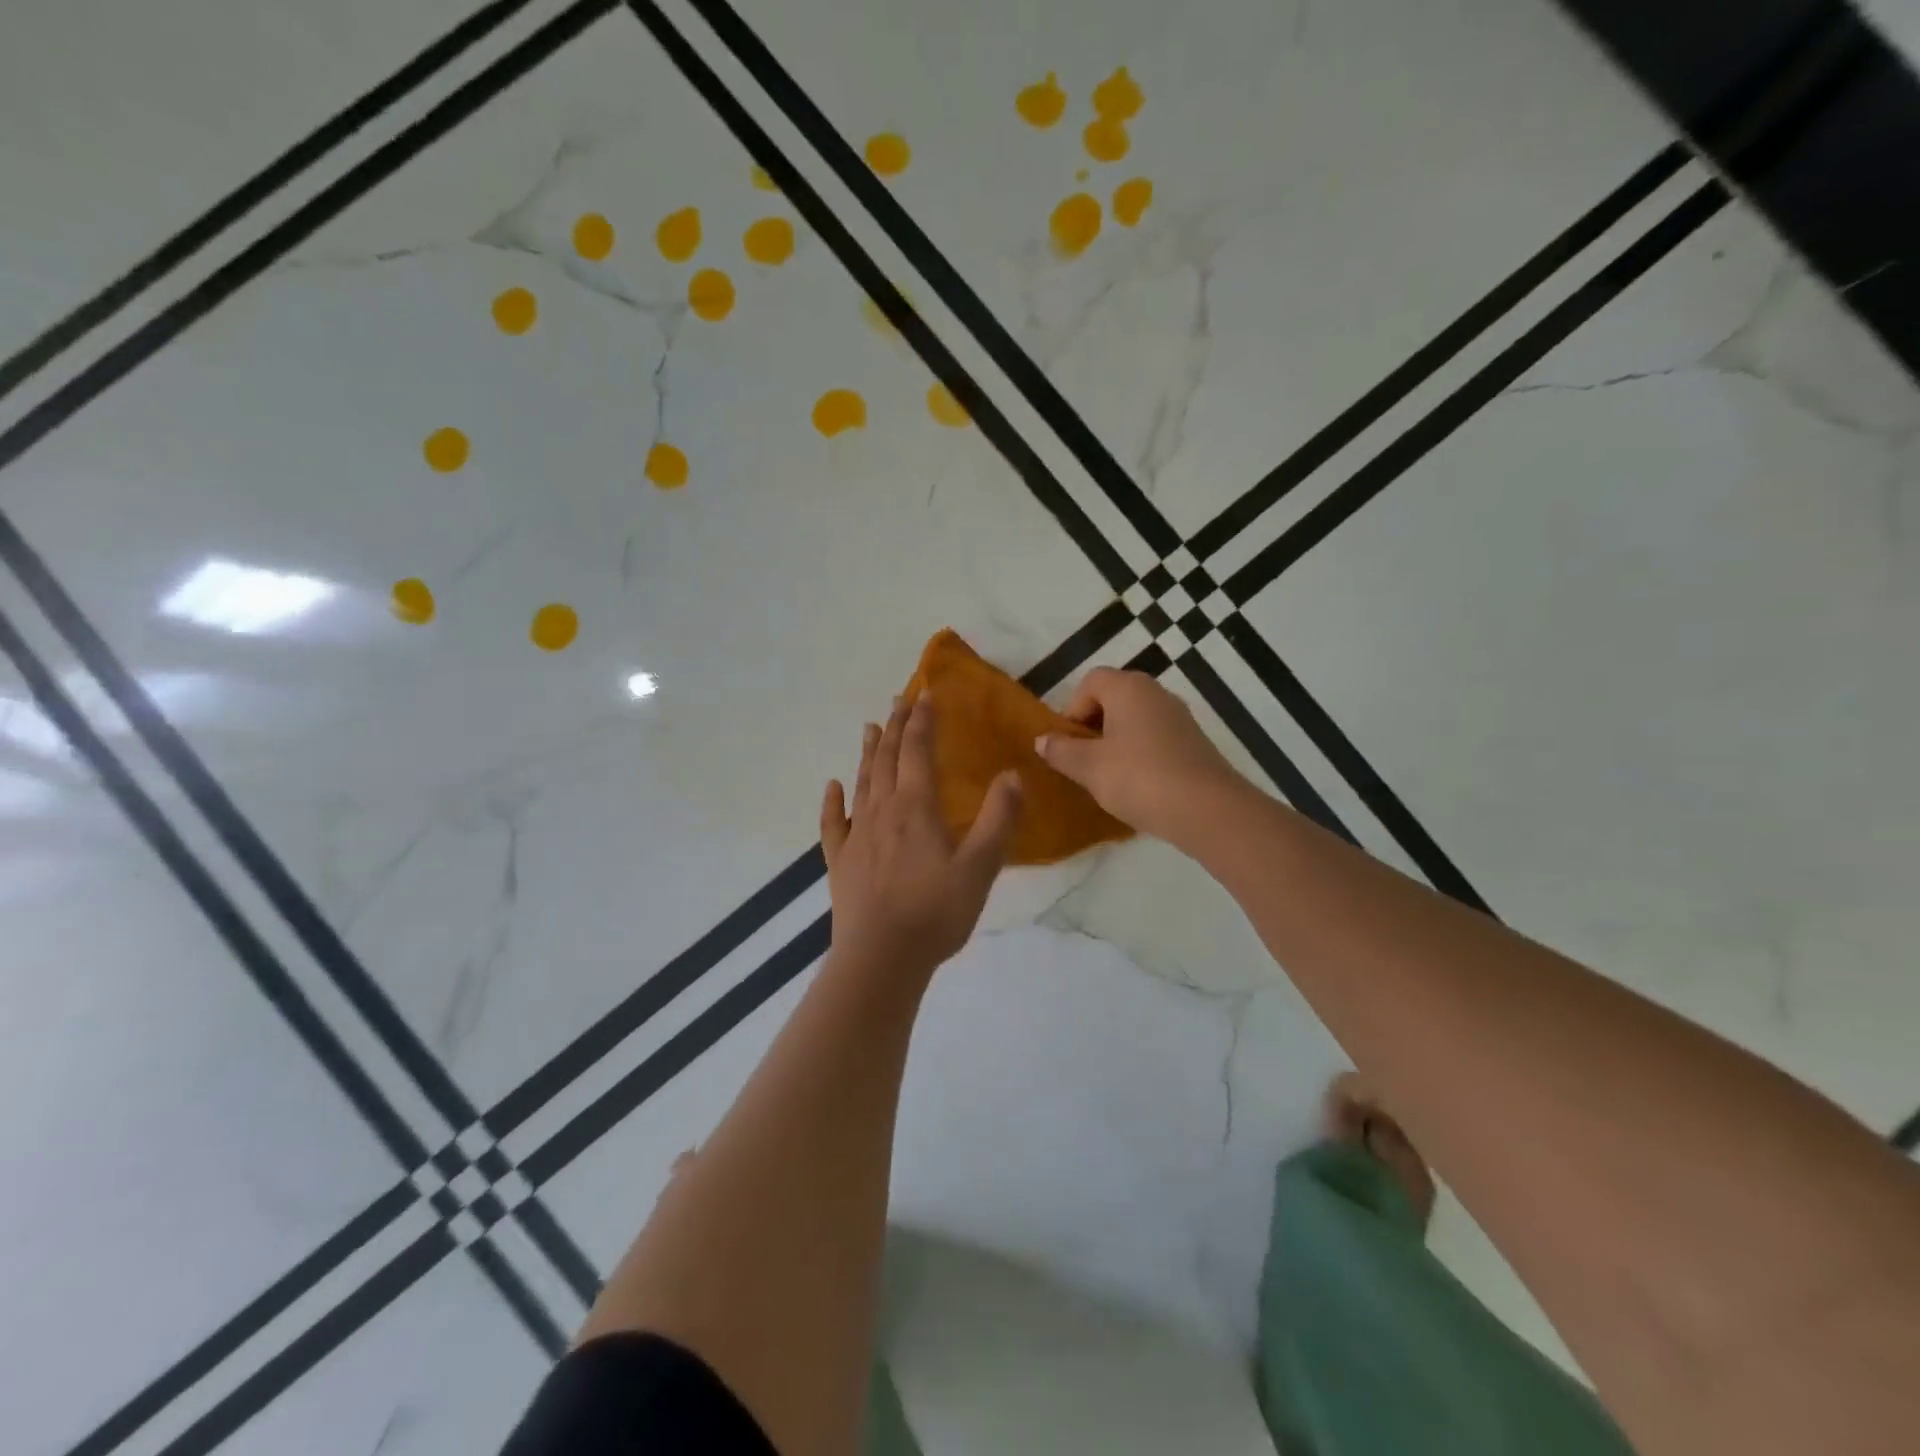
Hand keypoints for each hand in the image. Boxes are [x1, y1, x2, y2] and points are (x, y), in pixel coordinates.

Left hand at [820, 694, 1022, 976]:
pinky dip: (832, 801)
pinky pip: (833, 823)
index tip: (925, 693)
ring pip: (862, 783)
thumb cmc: (936, 911)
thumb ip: (998, 819)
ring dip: (867, 753)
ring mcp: (857, 836)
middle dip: (894, 727)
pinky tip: (832, 787)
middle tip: (898, 700)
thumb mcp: (980, 866)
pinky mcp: (840, 861)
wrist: (881, 957)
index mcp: (916, 807)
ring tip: (869, 727)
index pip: (917, 750)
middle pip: (886, 758)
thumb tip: (1012, 775)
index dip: (921, 720)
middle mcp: (882, 811)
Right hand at [1035, 668, 1246, 847]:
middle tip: (1084, 761)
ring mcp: (1179, 717)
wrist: (1206, 809)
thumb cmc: (1138, 778)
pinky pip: (1156, 739)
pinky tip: (1138, 786)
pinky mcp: (1194, 742)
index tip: (1069, 743)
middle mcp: (1156, 693)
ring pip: (1135, 720)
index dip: (1073, 710)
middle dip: (1094, 727)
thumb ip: (1061, 751)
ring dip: (1117, 743)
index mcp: (1128, 687)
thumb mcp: (1089, 767)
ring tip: (1108, 777)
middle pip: (1114, 698)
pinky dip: (1141, 755)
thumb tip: (1042, 740)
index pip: (1091, 682)